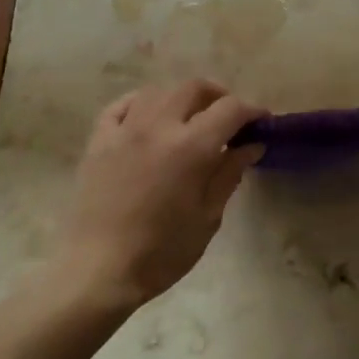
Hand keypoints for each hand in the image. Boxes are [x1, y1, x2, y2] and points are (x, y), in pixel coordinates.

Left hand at [57, 80, 265, 311]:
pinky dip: (141, 103)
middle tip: (229, 119)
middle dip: (218, 96)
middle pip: (194, 88)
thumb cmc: (161, 252)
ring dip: (181, 98)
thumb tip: (250, 145)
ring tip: (190, 119)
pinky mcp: (98, 140)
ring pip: (158, 91)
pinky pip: (121, 105)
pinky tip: (149, 117)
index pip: (230, 110)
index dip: (251, 111)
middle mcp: (157, 126)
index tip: (261, 122)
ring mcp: (124, 129)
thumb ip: (229, 174)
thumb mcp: (207, 217)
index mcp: (190, 147)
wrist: (98, 270)